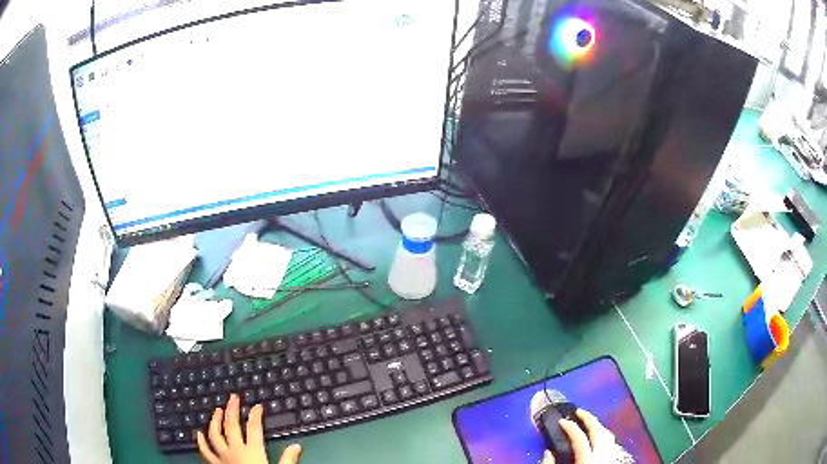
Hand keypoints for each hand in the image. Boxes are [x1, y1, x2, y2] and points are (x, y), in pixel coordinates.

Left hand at [197, 393, 301, 463]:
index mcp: (252, 451)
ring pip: (215, 434)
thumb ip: (287, 460)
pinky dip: (201, 441)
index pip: (254, 428)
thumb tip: (296, 446)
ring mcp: (222, 457)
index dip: (256, 415)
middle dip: (232, 410)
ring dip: (215, 421)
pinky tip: (198, 433)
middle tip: (233, 397)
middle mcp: (235, 450)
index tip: (258, 406)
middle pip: (232, 426)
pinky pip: (205, 451)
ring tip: (217, 410)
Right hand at [541, 409, 617, 463]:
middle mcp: (603, 456)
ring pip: (609, 435)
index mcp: (588, 461)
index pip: (579, 438)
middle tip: (577, 411)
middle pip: (599, 431)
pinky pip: (612, 443)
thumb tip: (547, 452)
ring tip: (588, 421)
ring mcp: (611, 458)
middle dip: (588, 418)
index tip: (560, 420)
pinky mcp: (614, 462)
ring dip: (598, 425)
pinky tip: (598, 437)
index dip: (569, 427)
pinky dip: (604, 435)